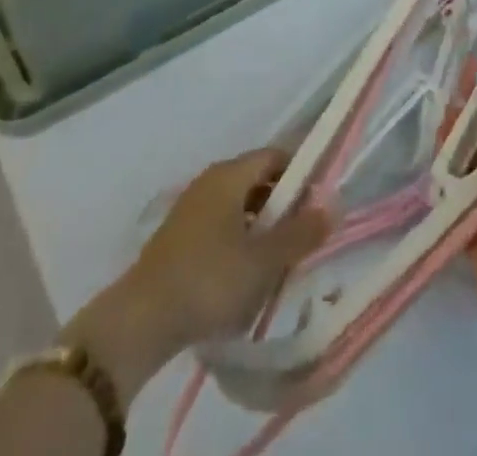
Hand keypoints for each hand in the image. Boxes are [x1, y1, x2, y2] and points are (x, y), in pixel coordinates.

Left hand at [65, 149, 329, 400]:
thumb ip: (301, 233)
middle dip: (283, 205)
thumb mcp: (263, 261)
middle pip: (257, 180)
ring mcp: (191, 208)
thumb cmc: (209, 280)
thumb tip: (335, 204)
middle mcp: (210, 180)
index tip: (319, 203)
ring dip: (261, 226)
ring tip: (278, 261)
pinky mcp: (179, 237)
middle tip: (303, 237)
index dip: (301, 174)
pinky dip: (239, 240)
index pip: (275, 156)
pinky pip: (221, 225)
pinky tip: (244, 275)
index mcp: (230, 174)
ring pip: (238, 205)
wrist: (141, 319)